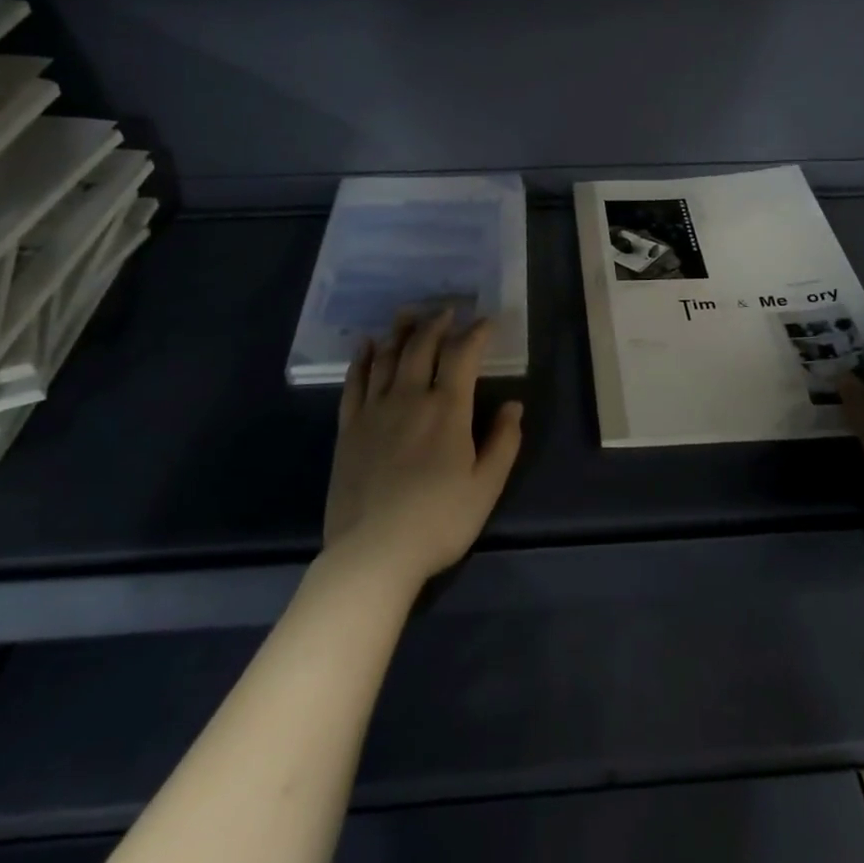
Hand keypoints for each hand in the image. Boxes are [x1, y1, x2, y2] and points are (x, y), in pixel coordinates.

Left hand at [324, 311, 524, 593]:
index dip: (475, 333)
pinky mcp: (348, 428)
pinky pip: (354, 382)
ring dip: (400, 331)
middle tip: (446, 309)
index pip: (462, 356)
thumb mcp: (486, 487)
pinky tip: (366, 346)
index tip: (485, 321)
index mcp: (447, 410)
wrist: (373, 553)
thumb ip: (503, 442)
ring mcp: (374, 411)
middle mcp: (409, 398)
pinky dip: (362, 359)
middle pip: (422, 347)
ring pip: (387, 357)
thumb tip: (514, 405)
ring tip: (409, 313)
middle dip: (437, 324)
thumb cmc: (438, 522)